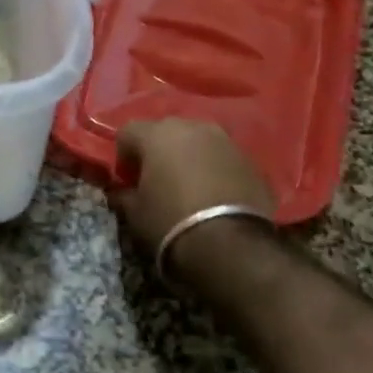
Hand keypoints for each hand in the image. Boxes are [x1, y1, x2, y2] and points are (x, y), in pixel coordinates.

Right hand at [108, 119, 274, 259]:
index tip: (128, 180)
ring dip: (189, 157)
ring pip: (197, 142)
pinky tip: (215, 195)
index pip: (128, 132)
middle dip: (158, 151)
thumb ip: (124, 194)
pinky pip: (223, 158)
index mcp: (156, 134)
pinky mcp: (251, 161)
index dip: (124, 155)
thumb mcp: (134, 213)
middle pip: (165, 131)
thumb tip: (122, 191)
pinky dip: (215, 170)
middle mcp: (191, 127)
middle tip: (158, 180)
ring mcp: (225, 141)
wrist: (232, 246)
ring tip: (190, 187)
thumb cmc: (171, 222)